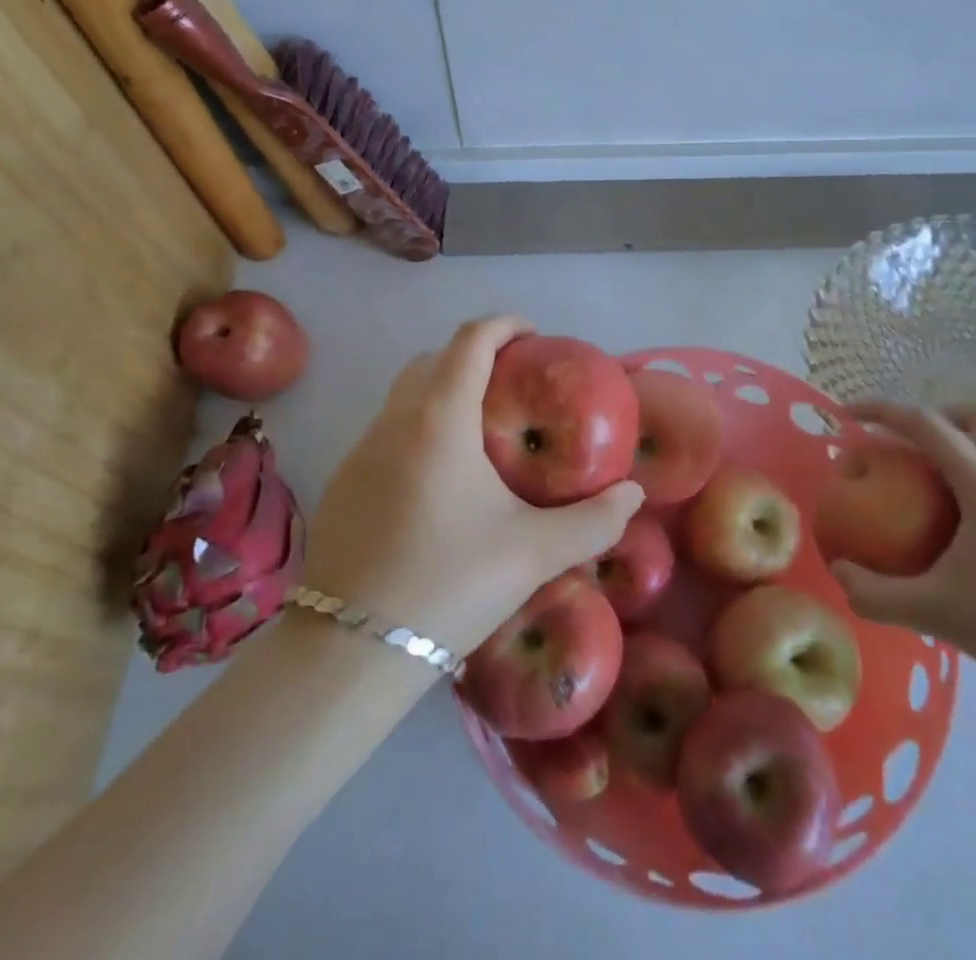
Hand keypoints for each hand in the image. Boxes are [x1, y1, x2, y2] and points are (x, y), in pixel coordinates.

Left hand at [301, 316, 643, 658]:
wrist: (351, 652)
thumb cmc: (451, 584)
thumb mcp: (534, 553)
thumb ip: (594, 521)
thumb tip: (634, 495)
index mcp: (440, 420)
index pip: (470, 340)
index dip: (504, 324)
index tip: (532, 333)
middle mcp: (394, 421)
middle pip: (433, 359)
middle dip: (472, 355)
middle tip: (511, 382)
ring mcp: (360, 451)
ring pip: (403, 395)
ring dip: (441, 392)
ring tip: (479, 431)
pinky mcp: (341, 483)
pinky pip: (385, 432)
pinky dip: (416, 428)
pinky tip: (438, 480)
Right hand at [828, 401, 975, 693]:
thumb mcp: (934, 612)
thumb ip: (876, 594)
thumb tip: (838, 572)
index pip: (925, 424)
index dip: (880, 410)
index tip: (847, 416)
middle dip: (936, 415)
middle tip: (906, 445)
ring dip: (960, 440)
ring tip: (929, 479)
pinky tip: (962, 517)